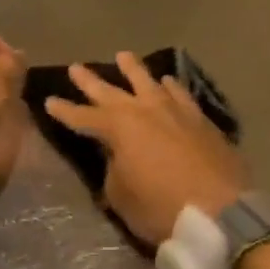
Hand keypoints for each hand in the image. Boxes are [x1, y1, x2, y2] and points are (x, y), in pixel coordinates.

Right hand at [44, 51, 249, 246]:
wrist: (220, 212)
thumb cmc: (161, 208)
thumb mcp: (122, 197)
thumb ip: (114, 171)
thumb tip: (117, 158)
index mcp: (119, 128)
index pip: (83, 117)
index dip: (64, 111)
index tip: (49, 101)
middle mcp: (145, 110)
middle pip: (112, 91)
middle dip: (91, 81)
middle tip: (76, 67)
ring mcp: (175, 111)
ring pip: (149, 82)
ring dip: (133, 70)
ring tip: (124, 56)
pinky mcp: (201, 120)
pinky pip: (180, 94)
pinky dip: (170, 86)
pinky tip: (168, 81)